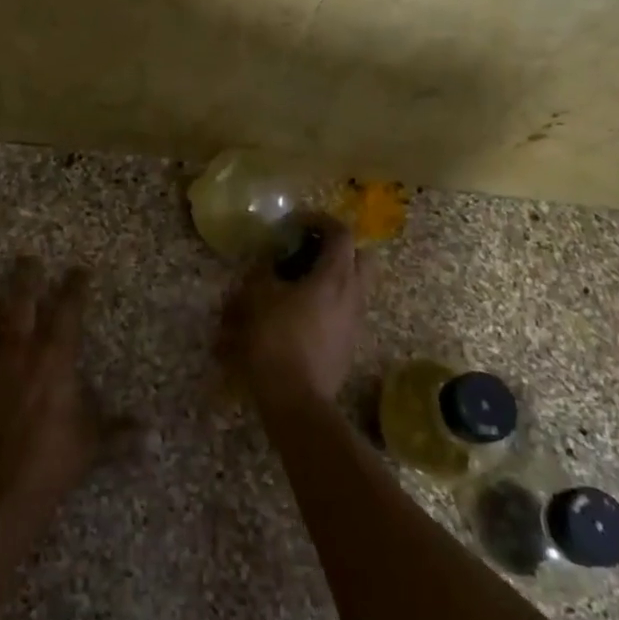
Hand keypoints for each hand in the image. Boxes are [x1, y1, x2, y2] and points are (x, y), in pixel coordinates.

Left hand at [0, 258, 137, 519]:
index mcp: (55, 358)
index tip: (79, 270)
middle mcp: (20, 353)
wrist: (1, 488)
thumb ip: (119, 433)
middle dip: (25, 279)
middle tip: (25, 258)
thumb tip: (152, 438)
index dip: (75, 288)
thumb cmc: (54, 459)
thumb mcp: (92, 443)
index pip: (69, 312)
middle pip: (22, 304)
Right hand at [219, 216, 371, 410]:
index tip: (298, 222)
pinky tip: (300, 314)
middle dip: (338, 249)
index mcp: (334, 277)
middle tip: (310, 250)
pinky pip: (345, 311)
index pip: (341, 233)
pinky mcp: (350, 344)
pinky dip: (328, 303)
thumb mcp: (257, 298)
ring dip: (332, 278)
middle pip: (362, 258)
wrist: (296, 399)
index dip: (320, 220)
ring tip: (299, 284)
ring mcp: (355, 321)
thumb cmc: (275, 341)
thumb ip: (263, 272)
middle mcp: (353, 295)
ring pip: (354, 286)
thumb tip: (268, 261)